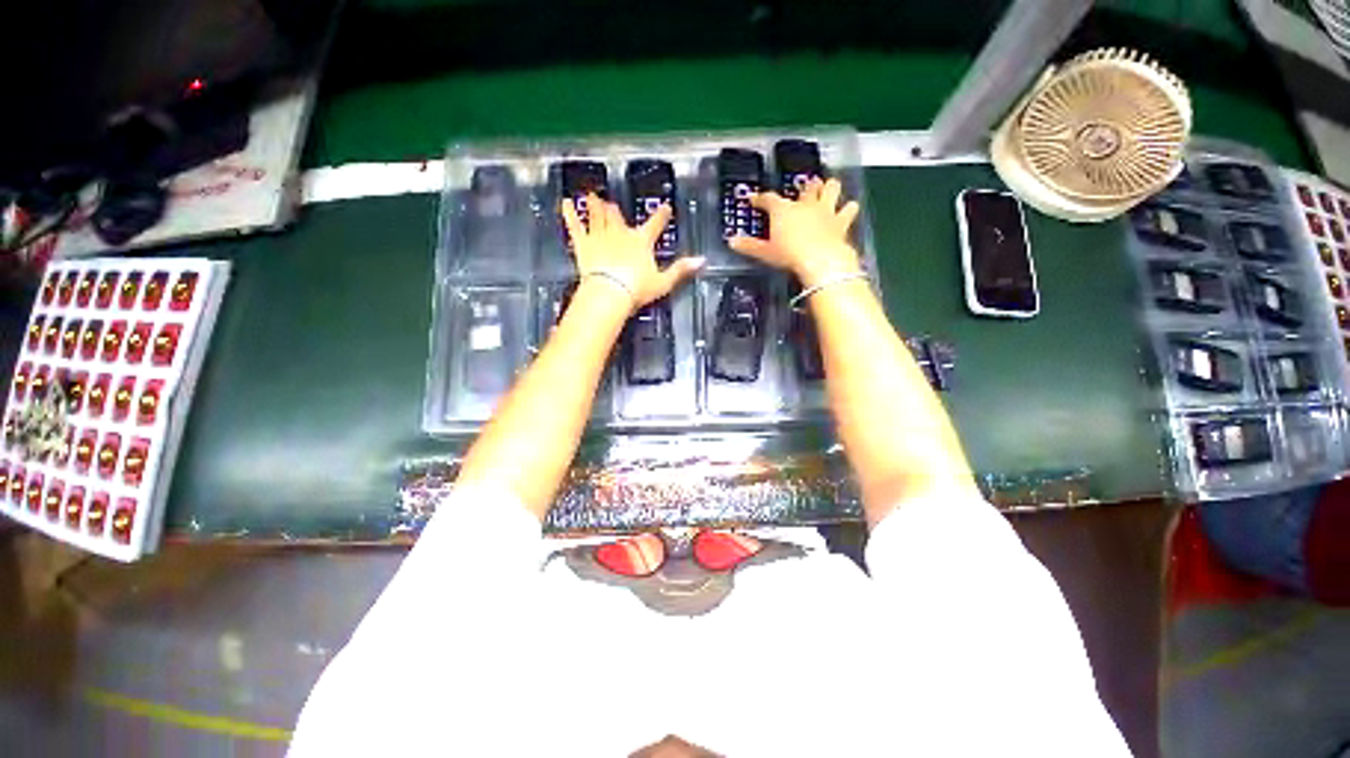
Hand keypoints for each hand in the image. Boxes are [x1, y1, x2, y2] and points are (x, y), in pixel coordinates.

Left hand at [561, 194, 703, 309]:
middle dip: (616, 210)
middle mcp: (620, 233)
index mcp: (641, 241)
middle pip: (619, 217)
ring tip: (591, 195)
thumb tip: (702, 260)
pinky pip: (575, 225)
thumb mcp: (663, 282)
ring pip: (598, 216)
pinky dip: (569, 213)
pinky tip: (565, 202)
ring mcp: (600, 236)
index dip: (661, 215)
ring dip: (595, 205)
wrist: (610, 293)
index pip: (655, 224)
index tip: (665, 207)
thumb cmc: (637, 289)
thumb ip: (681, 270)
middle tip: (612, 204)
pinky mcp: (582, 243)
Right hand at [729, 177, 861, 287]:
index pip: (768, 199)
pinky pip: (849, 210)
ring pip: (831, 189)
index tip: (753, 199)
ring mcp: (826, 211)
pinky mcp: (842, 222)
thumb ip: (748, 246)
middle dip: (806, 186)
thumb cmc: (788, 255)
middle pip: (807, 188)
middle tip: (806, 185)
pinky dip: (848, 209)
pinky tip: (849, 209)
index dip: (760, 198)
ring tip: (829, 187)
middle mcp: (805, 205)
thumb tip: (731, 241)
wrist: (820, 260)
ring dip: (830, 188)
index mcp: (783, 210)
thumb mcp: (765, 253)